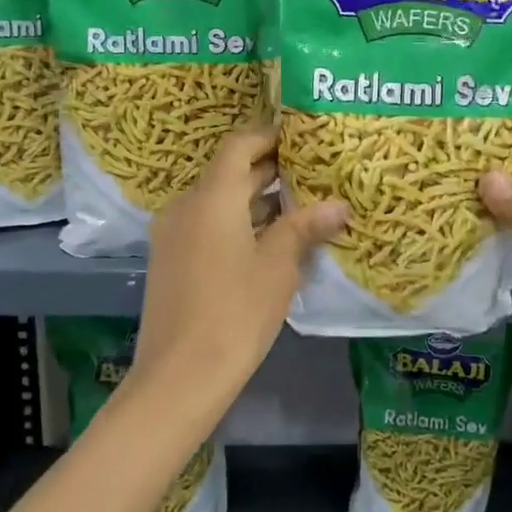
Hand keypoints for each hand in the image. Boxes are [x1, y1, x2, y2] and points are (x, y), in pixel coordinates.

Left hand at [133, 122, 346, 411]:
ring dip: (255, 198)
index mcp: (211, 197)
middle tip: (313, 169)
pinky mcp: (172, 260)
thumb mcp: (278, 267)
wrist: (180, 376)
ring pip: (219, 201)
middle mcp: (187, 206)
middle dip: (269, 168)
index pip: (239, 144)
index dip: (269, 135)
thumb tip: (339, 205)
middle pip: (229, 172)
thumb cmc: (235, 312)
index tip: (303, 137)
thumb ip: (304, 228)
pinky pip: (208, 225)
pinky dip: (239, 222)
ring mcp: (174, 234)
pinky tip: (271, 240)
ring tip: (301, 203)